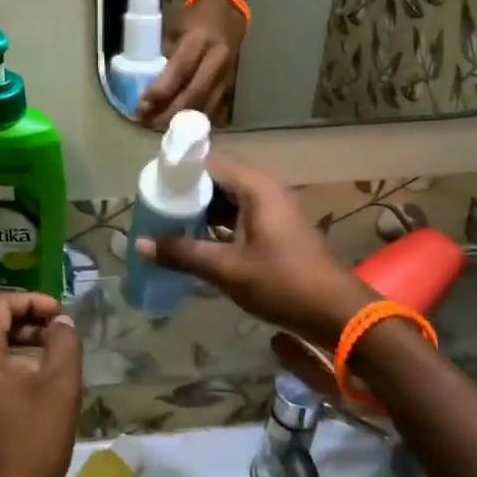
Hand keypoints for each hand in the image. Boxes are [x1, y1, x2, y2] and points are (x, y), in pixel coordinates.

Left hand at [0, 293, 81, 476]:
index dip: (32, 302)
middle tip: (59, 336)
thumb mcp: (60, 387)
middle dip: (27, 323)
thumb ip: (63, 342)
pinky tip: (32, 386)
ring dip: (18, 346)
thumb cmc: (32, 445)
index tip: (60, 315)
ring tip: (51, 359)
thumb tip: (60, 322)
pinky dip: (6, 368)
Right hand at [134, 157, 375, 345]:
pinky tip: (195, 242)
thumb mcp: (227, 269)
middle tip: (153, 208)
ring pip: (227, 199)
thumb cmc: (282, 283)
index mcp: (256, 187)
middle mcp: (265, 189)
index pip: (208, 163)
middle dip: (185, 194)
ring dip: (200, 211)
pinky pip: (239, 215)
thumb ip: (183, 253)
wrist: (336, 313)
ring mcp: (274, 209)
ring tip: (166, 225)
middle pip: (216, 180)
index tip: (150, 186)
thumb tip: (140, 244)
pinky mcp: (277, 229)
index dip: (178, 171)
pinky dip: (217, 224)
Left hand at [137, 0, 245, 126]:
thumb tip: (149, 83)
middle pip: (194, 94)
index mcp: (200, 40)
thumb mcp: (176, 29)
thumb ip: (166, 55)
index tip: (141, 105)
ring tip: (158, 127)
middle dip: (169, 113)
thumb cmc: (196, 18)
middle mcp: (217, 59)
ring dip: (181, 120)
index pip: (180, 71)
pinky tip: (179, 124)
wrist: (230, 12)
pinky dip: (195, 119)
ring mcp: (227, 74)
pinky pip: (213, 108)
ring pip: (205, 106)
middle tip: (147, 122)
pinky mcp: (231, 85)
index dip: (160, 91)